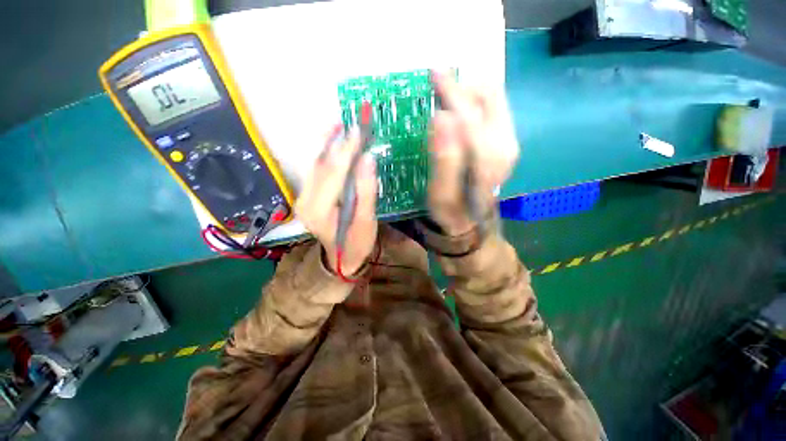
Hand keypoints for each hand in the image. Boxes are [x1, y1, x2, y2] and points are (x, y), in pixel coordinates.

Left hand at [295, 126, 377, 275]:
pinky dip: (324, 154)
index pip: (333, 173)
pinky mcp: (307, 196)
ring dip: (327, 144)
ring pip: (315, 165)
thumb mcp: (366, 221)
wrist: (341, 258)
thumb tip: (368, 159)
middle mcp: (305, 201)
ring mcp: (303, 198)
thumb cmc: (357, 243)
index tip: (358, 130)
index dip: (346, 151)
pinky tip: (331, 141)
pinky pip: (315, 171)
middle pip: (321, 166)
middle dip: (336, 143)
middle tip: (351, 122)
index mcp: (319, 210)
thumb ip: (366, 190)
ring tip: (339, 125)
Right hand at [428, 72, 519, 235]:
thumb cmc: (451, 209)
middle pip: (488, 98)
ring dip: (467, 91)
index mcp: (488, 158)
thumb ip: (444, 159)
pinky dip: (473, 100)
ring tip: (443, 92)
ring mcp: (509, 141)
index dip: (451, 92)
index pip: (470, 114)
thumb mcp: (440, 193)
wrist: (470, 219)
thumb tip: (442, 117)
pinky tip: (456, 107)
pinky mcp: (506, 140)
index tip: (431, 74)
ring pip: (492, 98)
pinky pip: (493, 107)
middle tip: (435, 82)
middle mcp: (505, 144)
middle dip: (460, 86)